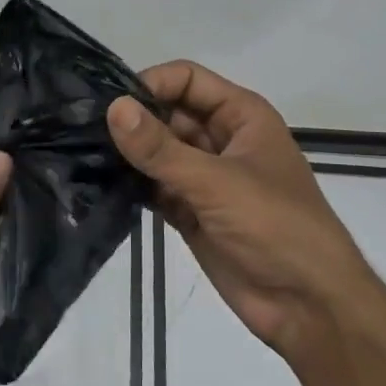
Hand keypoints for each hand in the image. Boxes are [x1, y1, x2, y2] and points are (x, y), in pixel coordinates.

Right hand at [107, 62, 370, 358]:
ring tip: (79, 154)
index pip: (186, 80)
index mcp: (241, 116)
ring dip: (126, 154)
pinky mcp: (190, 212)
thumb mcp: (217, 182)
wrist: (307, 305)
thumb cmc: (276, 227)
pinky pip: (153, 187)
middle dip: (131, 120)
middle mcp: (220, 139)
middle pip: (167, 113)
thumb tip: (113, 107)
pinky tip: (96, 185)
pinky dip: (130, 186)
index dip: (150, 84)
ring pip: (157, 152)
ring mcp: (204, 177)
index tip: (109, 105)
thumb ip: (161, 148)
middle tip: (79, 128)